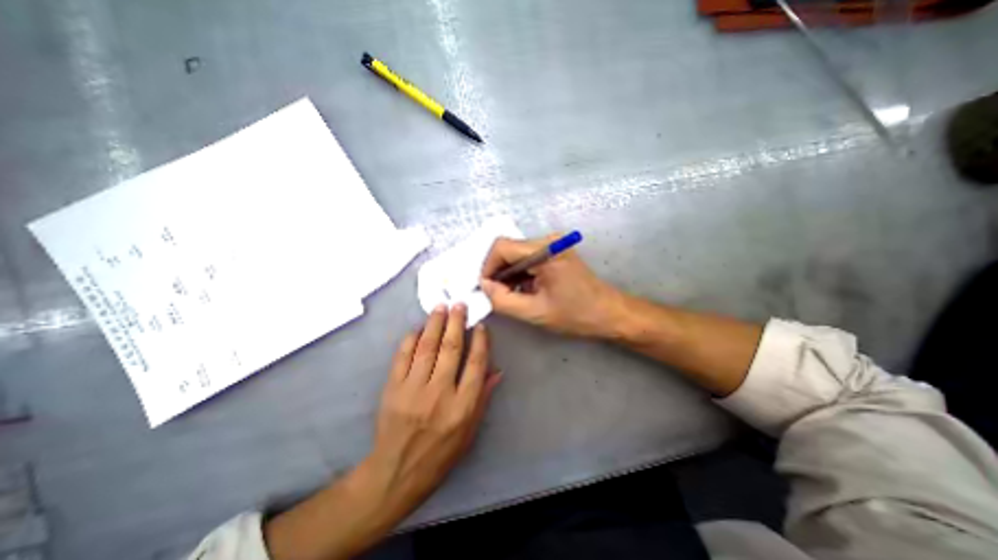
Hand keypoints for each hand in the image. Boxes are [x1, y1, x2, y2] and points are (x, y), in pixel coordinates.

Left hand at [362, 303, 503, 522]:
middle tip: (459, 304)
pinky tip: (418, 329)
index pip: (476, 364)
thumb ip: (483, 397)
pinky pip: (403, 356)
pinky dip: (411, 339)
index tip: (480, 325)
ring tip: (441, 307)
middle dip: (457, 322)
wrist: (397, 472)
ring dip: (435, 323)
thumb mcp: (470, 431)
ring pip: (427, 347)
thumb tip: (496, 370)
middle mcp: (440, 393)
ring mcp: (414, 389)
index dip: (480, 341)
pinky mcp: (393, 389)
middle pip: (451, 349)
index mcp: (462, 406)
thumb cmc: (441, 453)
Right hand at [480, 234, 626, 337]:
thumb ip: (503, 300)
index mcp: (546, 251)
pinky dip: (519, 274)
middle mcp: (548, 241)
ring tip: (510, 295)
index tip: (486, 288)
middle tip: (496, 295)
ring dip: (508, 274)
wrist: (609, 313)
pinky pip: (527, 259)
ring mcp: (552, 245)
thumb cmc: (576, 314)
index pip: (502, 247)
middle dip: (497, 272)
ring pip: (516, 254)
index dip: (488, 266)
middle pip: (508, 249)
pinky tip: (522, 290)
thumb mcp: (535, 312)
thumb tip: (484, 286)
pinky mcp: (554, 252)